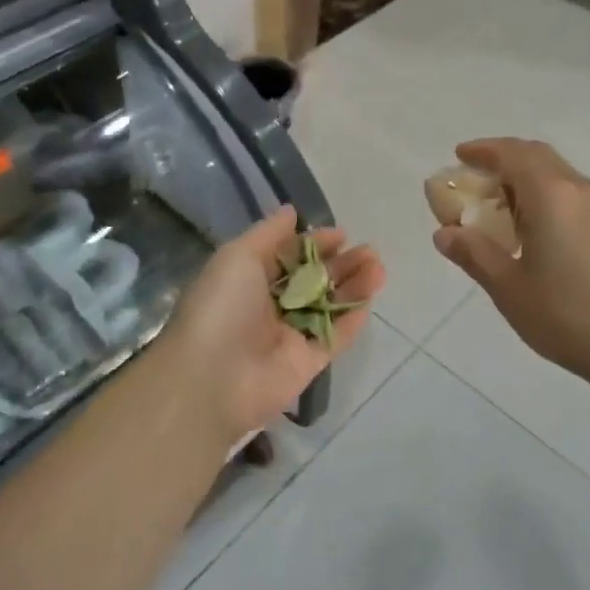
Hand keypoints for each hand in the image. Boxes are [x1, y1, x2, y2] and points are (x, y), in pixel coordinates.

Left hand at [163, 206, 383, 440]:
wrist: (212, 378)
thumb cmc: (222, 307)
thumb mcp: (238, 256)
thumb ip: (269, 233)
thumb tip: (292, 211)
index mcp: (249, 279)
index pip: (289, 256)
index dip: (315, 243)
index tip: (341, 234)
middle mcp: (270, 305)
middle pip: (314, 280)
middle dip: (341, 263)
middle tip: (369, 252)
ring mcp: (290, 335)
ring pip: (329, 306)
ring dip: (354, 286)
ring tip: (378, 268)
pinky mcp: (307, 363)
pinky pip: (335, 337)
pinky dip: (351, 320)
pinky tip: (369, 300)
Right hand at [432, 138, 589, 393]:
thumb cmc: (568, 315)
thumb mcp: (508, 288)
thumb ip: (474, 254)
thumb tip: (444, 233)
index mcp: (550, 194)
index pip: (512, 153)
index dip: (482, 150)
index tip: (458, 156)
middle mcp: (577, 189)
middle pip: (535, 155)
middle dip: (502, 159)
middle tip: (473, 178)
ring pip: (555, 173)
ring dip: (523, 177)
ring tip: (495, 205)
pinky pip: (568, 193)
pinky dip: (541, 194)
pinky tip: (529, 228)